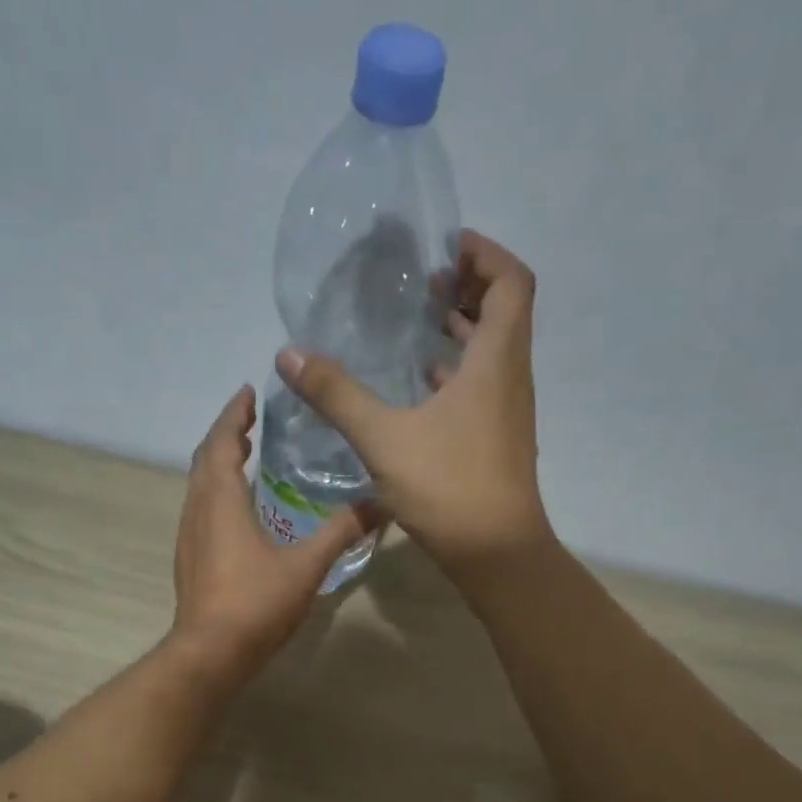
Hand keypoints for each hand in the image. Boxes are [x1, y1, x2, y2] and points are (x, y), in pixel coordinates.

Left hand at [168, 386, 378, 684]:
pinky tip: (239, 510)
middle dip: (226, 435)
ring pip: (199, 487)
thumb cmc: (255, 603)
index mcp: (221, 501)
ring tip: (244, 456)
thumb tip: (382, 504)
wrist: (210, 654)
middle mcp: (198, 511)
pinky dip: (217, 493)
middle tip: (250, 421)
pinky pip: (201, 510)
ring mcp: (189, 537)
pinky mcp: (190, 561)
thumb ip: (342, 532)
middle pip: (205, 460)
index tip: (247, 393)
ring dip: (219, 465)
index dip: (233, 415)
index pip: (221, 443)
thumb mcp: (306, 565)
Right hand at [275, 230, 550, 577]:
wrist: (496, 554)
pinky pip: (484, 386)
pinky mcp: (498, 439)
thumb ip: (337, 395)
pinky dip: (459, 372)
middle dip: (469, 287)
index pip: (512, 281)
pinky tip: (421, 387)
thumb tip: (289, 354)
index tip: (445, 246)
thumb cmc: (449, 487)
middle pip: (505, 311)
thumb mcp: (384, 438)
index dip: (484, 253)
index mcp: (496, 361)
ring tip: (418, 324)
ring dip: (464, 331)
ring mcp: (508, 412)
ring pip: (495, 352)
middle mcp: (511, 378)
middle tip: (424, 282)